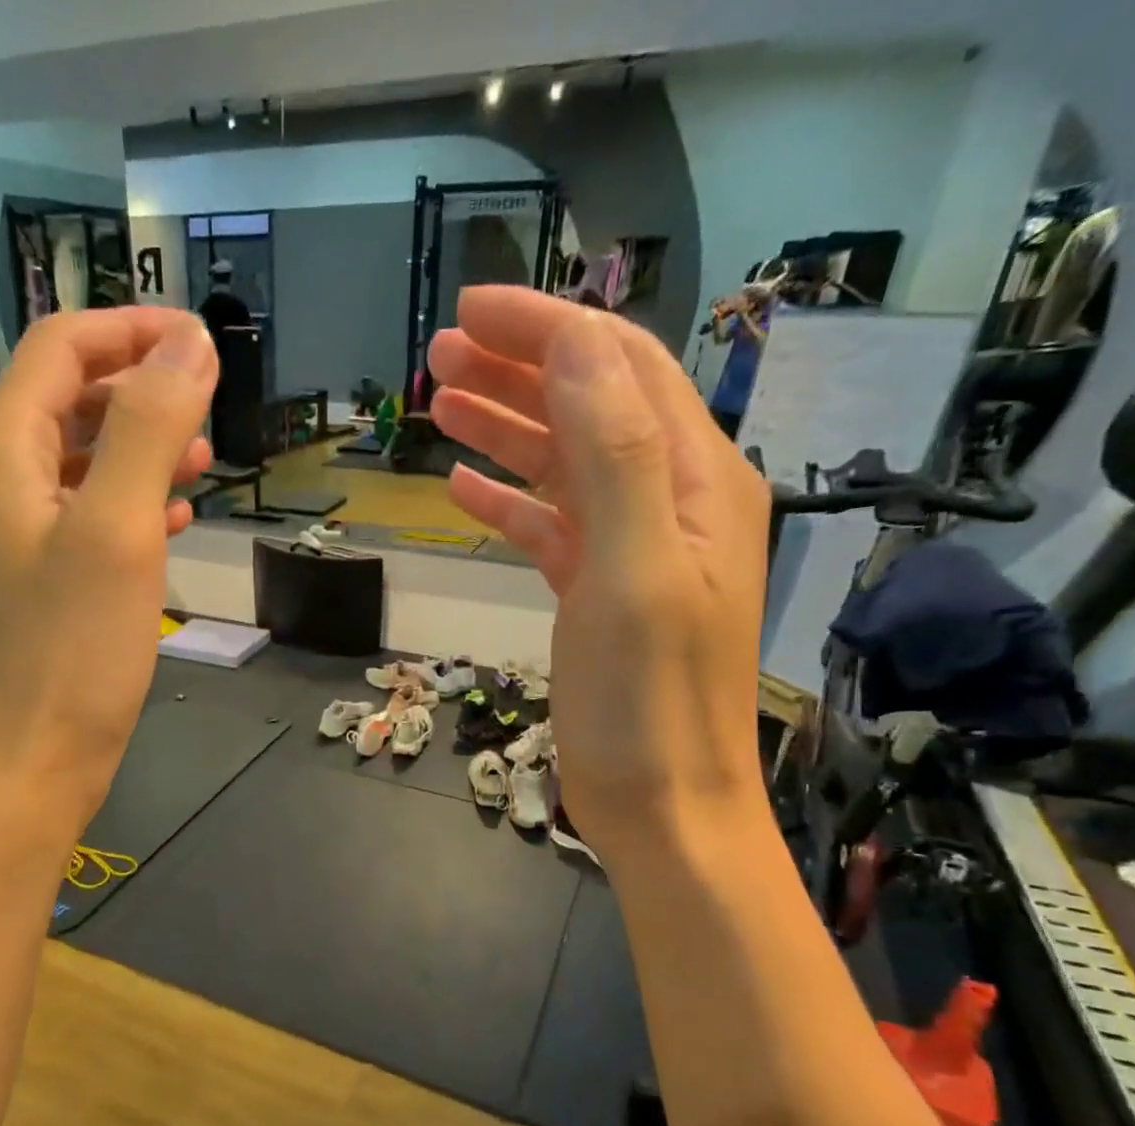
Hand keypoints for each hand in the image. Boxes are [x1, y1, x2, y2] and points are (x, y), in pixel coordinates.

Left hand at [0, 308, 216, 828]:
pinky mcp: (36, 579)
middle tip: (209, 410)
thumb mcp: (116, 530)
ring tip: (201, 462)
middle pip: (67, 397)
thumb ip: (148, 427)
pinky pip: (85, 514)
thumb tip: (190, 343)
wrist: (26, 766)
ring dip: (140, 447)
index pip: (61, 347)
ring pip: (80, 458)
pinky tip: (172, 520)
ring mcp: (12, 533)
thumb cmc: (70, 652)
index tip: (204, 342)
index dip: (133, 330)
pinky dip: (129, 502)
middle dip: (141, 390)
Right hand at [428, 287, 770, 858]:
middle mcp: (672, 503)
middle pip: (590, 407)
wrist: (663, 807)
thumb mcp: (634, 573)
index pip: (620, 370)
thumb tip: (576, 349)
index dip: (547, 329)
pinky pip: (550, 527)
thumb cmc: (649, 702)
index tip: (471, 309)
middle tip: (438, 354)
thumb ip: (616, 457)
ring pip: (564, 465)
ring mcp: (633, 550)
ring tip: (438, 404)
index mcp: (696, 483)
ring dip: (505, 428)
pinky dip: (508, 502)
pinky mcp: (598, 594)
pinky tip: (461, 489)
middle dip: (517, 370)